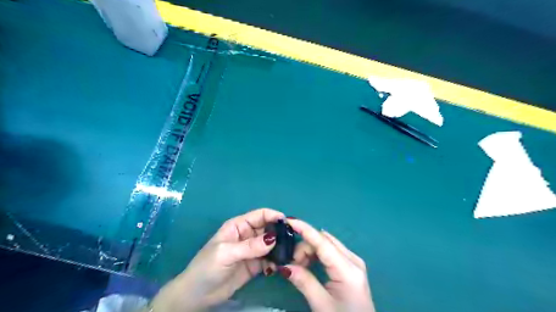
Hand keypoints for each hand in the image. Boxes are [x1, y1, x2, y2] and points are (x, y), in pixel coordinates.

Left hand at [150, 207, 284, 311]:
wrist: (197, 295)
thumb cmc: (207, 267)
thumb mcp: (226, 253)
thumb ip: (249, 246)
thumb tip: (274, 239)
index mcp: (239, 226)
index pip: (260, 215)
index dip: (274, 216)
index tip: (289, 223)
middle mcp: (248, 235)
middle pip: (268, 228)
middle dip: (281, 233)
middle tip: (295, 241)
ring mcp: (252, 250)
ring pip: (271, 244)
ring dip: (281, 247)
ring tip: (292, 254)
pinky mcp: (255, 265)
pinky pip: (270, 259)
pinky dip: (277, 261)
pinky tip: (282, 265)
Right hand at [281, 220, 375, 311]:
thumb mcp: (322, 305)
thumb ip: (304, 282)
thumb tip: (284, 265)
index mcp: (347, 269)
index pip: (322, 242)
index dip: (305, 229)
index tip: (288, 220)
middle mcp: (352, 259)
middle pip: (323, 241)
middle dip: (304, 246)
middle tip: (291, 264)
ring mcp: (353, 261)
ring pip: (326, 244)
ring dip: (309, 251)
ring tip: (299, 268)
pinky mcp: (351, 265)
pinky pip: (330, 251)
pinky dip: (316, 255)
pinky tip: (308, 265)